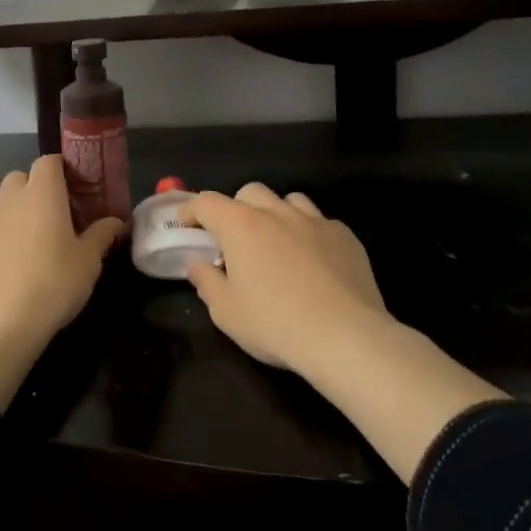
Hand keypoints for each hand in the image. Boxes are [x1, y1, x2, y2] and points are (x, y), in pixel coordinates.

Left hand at [0, 156, 123, 406]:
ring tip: (41, 244)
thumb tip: (115, 221)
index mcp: (42, 195)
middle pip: (21, 178)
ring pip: (6, 204)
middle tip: (60, 214)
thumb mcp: (88, 261)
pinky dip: (8, 236)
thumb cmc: (54, 283)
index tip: (78, 187)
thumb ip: (101, 235)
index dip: (62, 168)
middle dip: (38, 188)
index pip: (47, 162)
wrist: (2, 323)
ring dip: (23, 213)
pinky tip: (20, 265)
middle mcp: (11, 201)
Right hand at [184, 183, 390, 375]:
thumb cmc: (275, 324)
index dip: (191, 210)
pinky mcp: (345, 236)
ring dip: (275, 214)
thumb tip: (198, 265)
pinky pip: (321, 223)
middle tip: (233, 238)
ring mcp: (315, 221)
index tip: (185, 223)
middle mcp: (277, 213)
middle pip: (250, 193)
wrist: (345, 337)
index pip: (207, 203)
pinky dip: (308, 234)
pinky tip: (313, 261)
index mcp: (241, 226)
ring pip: (289, 200)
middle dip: (236, 208)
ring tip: (276, 242)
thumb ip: (207, 283)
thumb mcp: (227, 312)